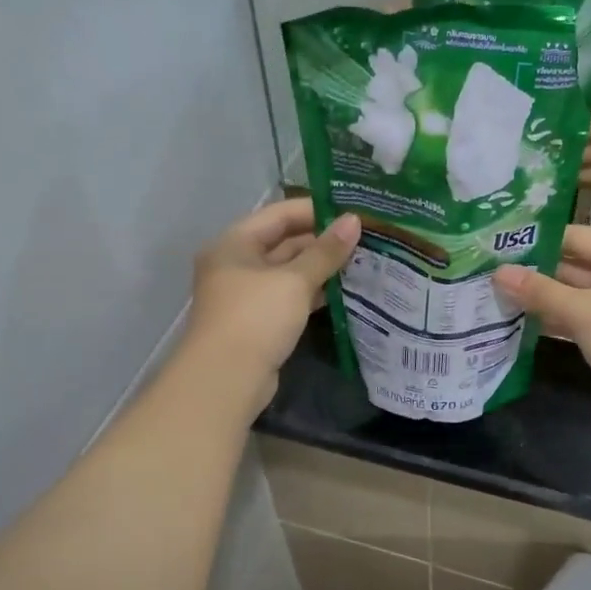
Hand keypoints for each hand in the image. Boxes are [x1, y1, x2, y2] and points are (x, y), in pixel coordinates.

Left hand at [184, 199, 359, 410]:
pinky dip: (313, 293)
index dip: (315, 210)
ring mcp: (246, 295)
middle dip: (322, 241)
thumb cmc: (256, 317)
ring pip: (289, 272)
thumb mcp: (294, 281)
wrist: (226, 379)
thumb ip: (325, 251)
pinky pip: (289, 298)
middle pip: (283, 243)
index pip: (279, 214)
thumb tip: (354, 221)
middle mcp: (236, 264)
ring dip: (321, 268)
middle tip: (364, 239)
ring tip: (361, 262)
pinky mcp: (258, 322)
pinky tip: (343, 292)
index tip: (352, 212)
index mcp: (235, 243)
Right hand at [491, 226, 590, 418]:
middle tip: (493, 274)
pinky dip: (559, 318)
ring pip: (578, 294)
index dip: (538, 241)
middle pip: (576, 265)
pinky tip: (525, 322)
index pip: (576, 237)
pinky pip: (584, 317)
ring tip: (500, 296)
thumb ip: (539, 291)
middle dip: (537, 272)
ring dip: (545, 298)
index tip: (500, 246)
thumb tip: (498, 273)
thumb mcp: (582, 312)